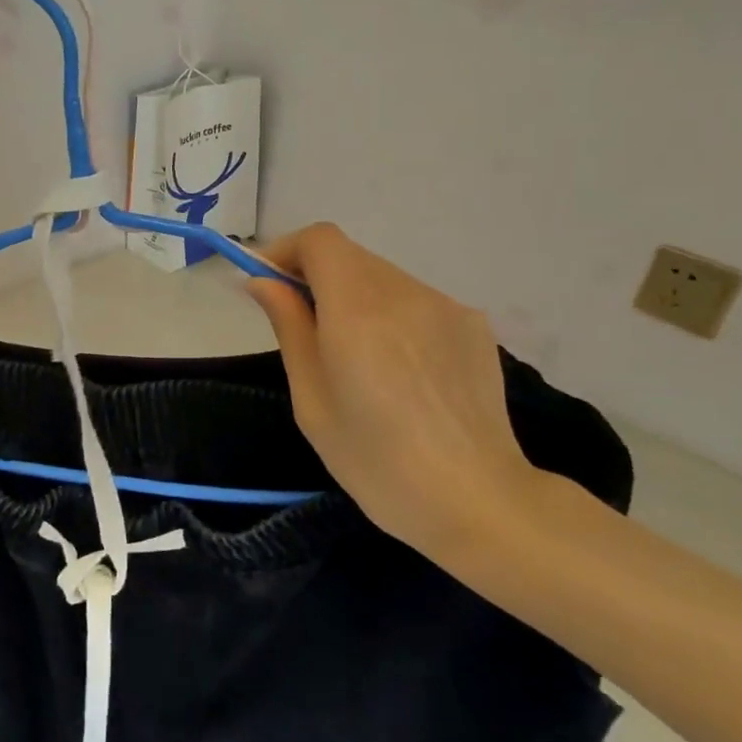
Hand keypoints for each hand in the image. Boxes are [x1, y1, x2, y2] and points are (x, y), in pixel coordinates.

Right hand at [246, 224, 544, 560]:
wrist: (478, 501)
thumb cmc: (377, 462)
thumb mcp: (312, 400)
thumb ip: (290, 327)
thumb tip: (263, 282)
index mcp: (358, 311)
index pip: (321, 240)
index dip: (288, 251)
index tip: (270, 284)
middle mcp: (406, 293)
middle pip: (351, 257)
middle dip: (317, 278)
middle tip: (304, 327)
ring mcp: (447, 306)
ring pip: (383, 278)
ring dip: (355, 298)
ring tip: (357, 359)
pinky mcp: (474, 325)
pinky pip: (416, 302)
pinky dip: (393, 316)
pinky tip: (401, 371)